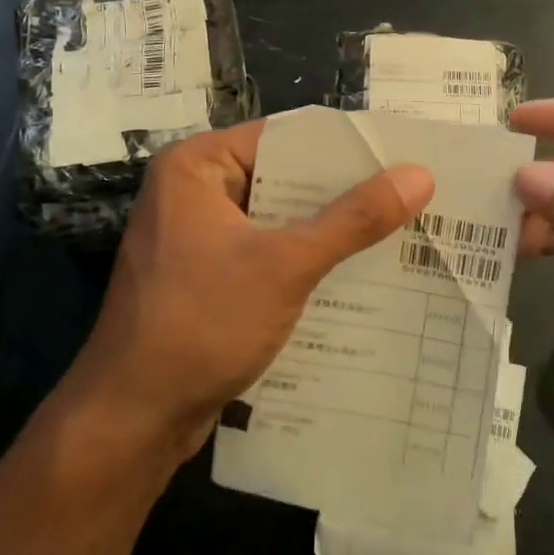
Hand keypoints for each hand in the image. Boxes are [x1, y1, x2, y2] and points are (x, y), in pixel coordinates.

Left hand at [67, 120, 433, 457]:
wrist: (133, 417)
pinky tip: (356, 274)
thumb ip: (353, 219)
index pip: (286, 137)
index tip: (403, 156)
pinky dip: (305, 261)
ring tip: (400, 231)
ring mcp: (197, 236)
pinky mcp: (206, 275)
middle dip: (344, 193)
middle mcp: (194, 191)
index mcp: (197, 166)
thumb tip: (419, 175)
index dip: (346, 146)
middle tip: (413, 196)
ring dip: (329, 230)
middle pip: (284, 177)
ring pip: (279, 219)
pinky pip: (267, 252)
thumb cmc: (201, 323)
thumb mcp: (286, 265)